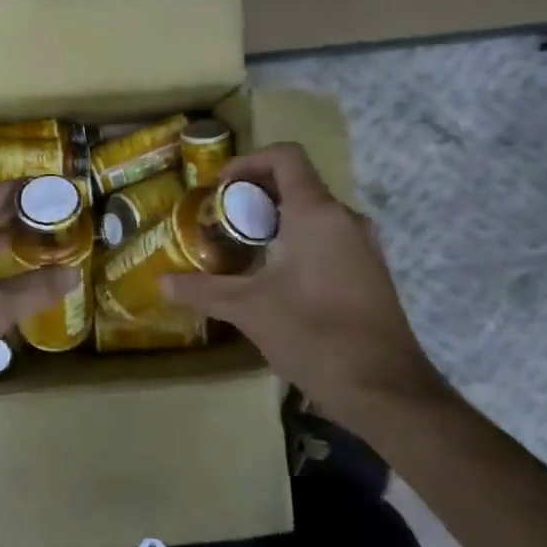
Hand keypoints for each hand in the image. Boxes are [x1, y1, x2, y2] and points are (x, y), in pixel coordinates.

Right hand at [162, 143, 447, 420]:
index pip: (286, 157)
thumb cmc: (314, 335)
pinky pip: (330, 236)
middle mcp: (345, 219)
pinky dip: (299, 240)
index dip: (249, 161)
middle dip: (255, 195)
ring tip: (243, 248)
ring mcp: (364, 245)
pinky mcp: (371, 271)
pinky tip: (276, 277)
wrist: (385, 390)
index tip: (220, 187)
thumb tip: (161, 284)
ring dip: (277, 219)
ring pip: (315, 212)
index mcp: (317, 213)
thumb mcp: (250, 310)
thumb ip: (203, 290)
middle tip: (222, 221)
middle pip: (298, 183)